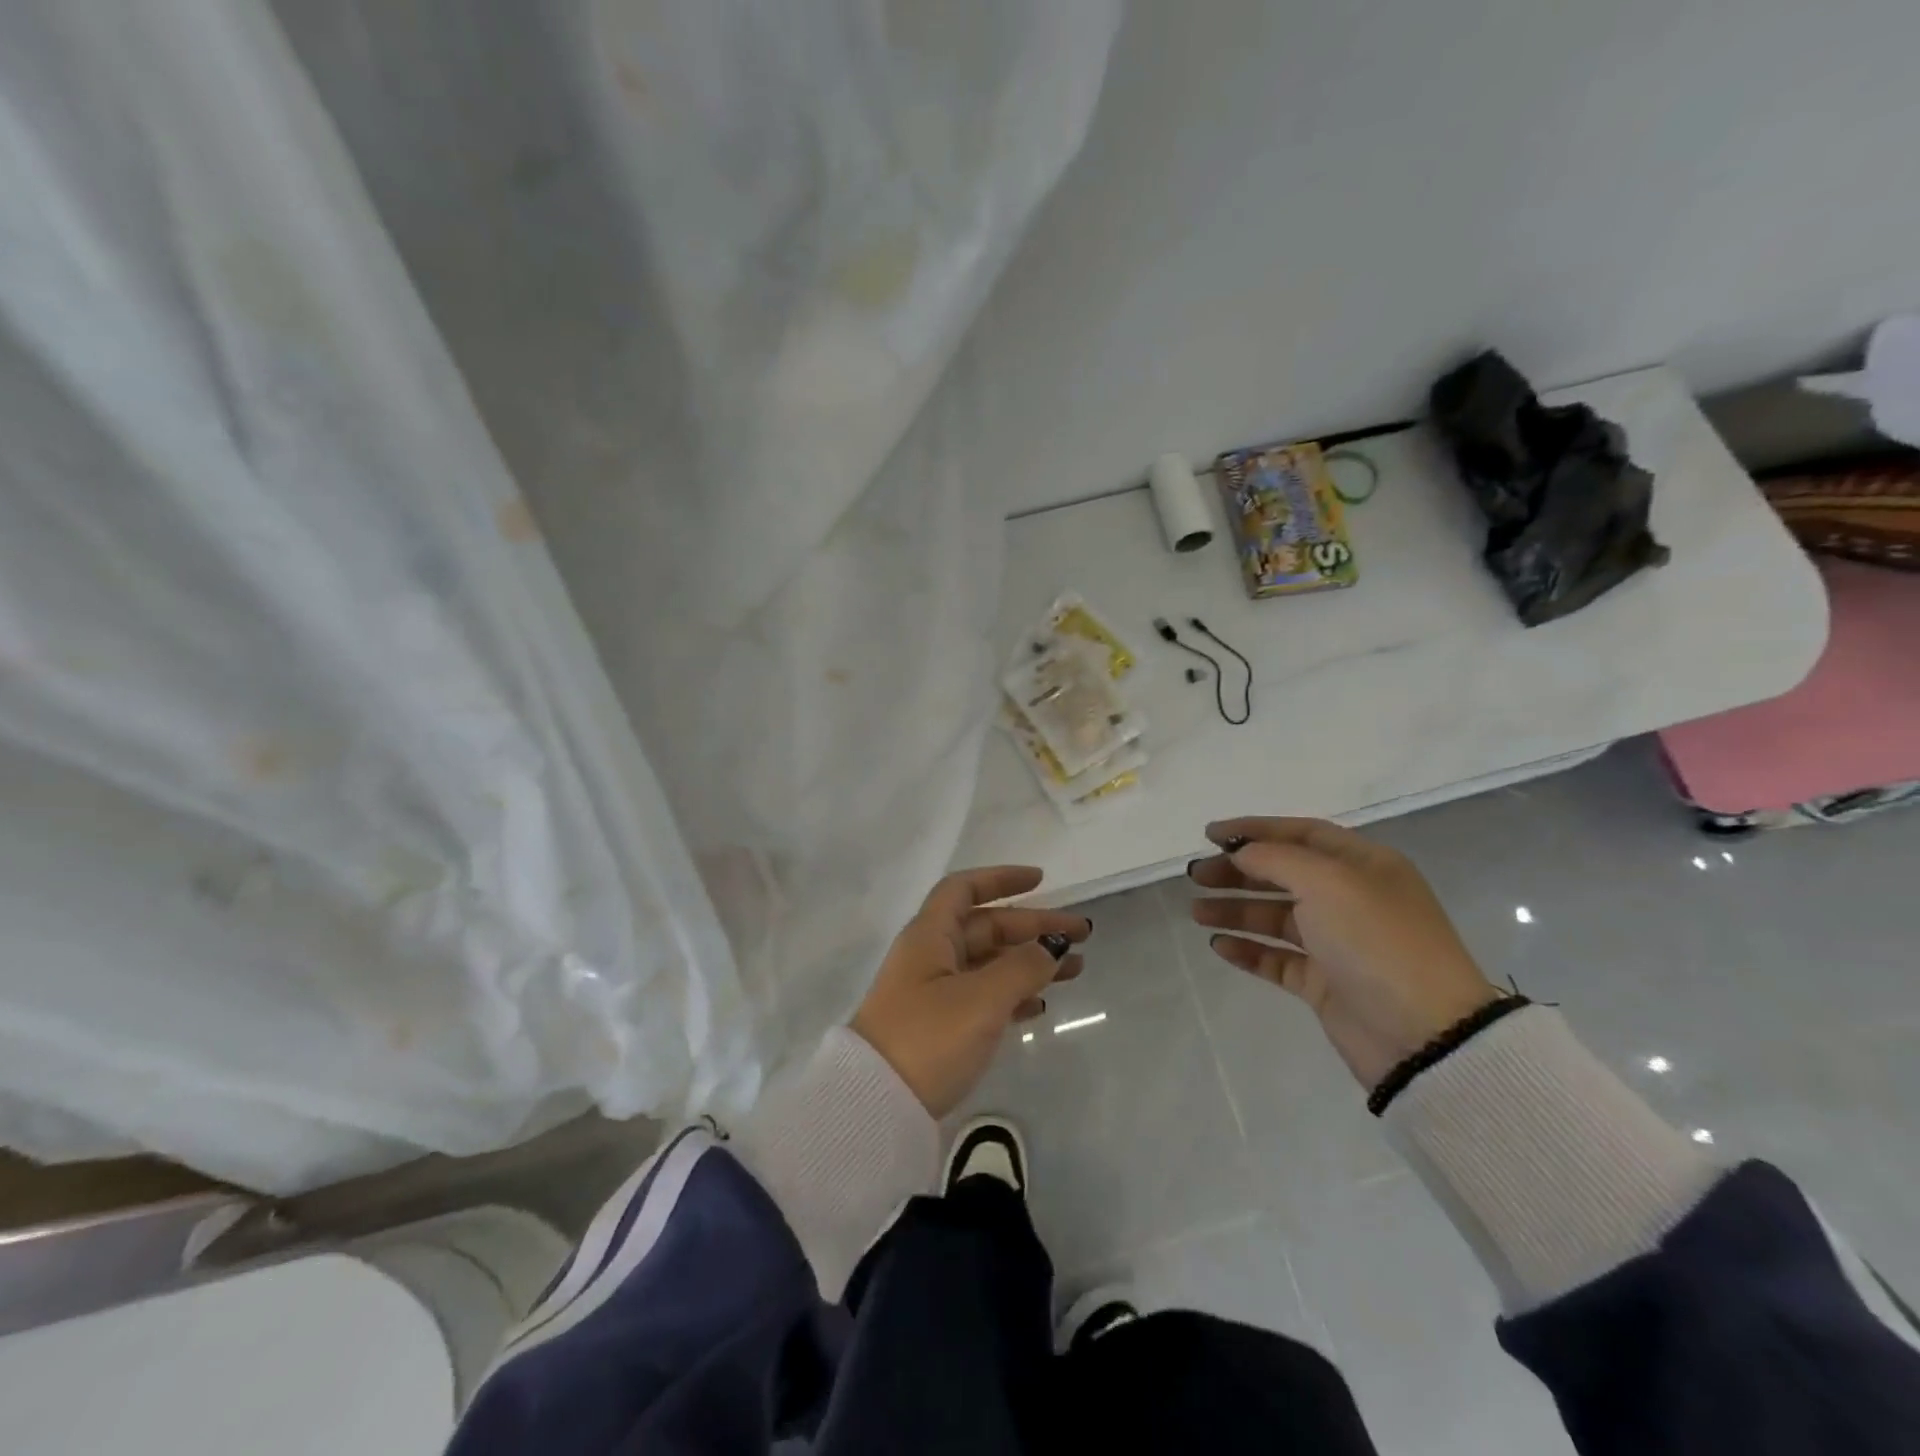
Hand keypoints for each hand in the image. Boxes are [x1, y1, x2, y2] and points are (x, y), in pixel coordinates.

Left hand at [851, 866, 1090, 1117]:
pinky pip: (983, 996)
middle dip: (1032, 926)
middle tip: (1081, 933)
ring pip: (989, 963)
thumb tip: (1051, 946)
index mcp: (930, 935)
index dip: (1001, 879)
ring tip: (1076, 970)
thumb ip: (1022, 968)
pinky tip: (1041, 1004)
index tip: (1041, 881)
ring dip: (1030, 962)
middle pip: (986, 926)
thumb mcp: (981, 999)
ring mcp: (934, 992)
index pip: (964, 889)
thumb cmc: (928, 1038)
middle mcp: (931, 956)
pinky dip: (1012, 994)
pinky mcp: (939, 1026)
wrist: (875, 1104)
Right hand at [1188, 818, 1497, 1091]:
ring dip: (1236, 910)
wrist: (1424, 1035)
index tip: (1209, 836)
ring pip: (1276, 917)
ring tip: (1197, 913)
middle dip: (1237, 872)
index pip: (1301, 833)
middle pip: (1283, 874)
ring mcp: (1338, 943)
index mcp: (1364, 865)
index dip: (1254, 830)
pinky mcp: (1326, 983)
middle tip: (1196, 877)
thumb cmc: (1376, 941)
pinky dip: (1249, 950)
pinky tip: (1219, 946)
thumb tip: (1241, 852)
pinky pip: (1278, 959)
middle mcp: (1352, 898)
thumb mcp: (1326, 882)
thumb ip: (1276, 858)